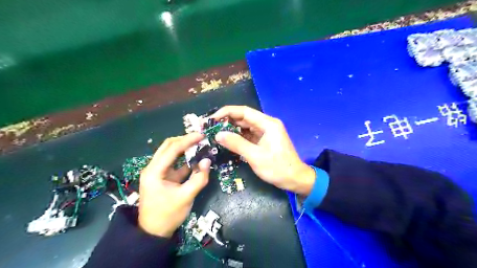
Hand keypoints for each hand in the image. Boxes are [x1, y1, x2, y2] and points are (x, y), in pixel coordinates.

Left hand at [139, 133, 211, 235]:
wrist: (153, 232)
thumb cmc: (168, 215)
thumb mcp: (186, 197)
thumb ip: (198, 178)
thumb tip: (207, 161)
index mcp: (154, 172)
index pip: (172, 149)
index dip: (187, 140)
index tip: (201, 135)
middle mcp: (153, 168)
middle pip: (168, 146)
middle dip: (184, 140)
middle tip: (200, 138)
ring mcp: (157, 172)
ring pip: (170, 153)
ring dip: (184, 148)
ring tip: (199, 144)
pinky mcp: (163, 177)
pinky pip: (174, 163)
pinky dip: (185, 159)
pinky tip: (196, 158)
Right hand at [212, 106, 315, 195]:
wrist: (295, 179)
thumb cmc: (277, 168)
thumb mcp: (255, 156)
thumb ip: (236, 144)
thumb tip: (218, 134)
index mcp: (268, 123)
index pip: (244, 111)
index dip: (227, 112)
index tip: (212, 118)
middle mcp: (267, 124)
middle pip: (244, 118)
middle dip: (227, 121)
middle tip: (211, 127)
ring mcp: (265, 132)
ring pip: (245, 126)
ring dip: (231, 129)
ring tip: (215, 133)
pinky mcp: (264, 140)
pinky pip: (248, 135)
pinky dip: (238, 137)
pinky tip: (227, 140)